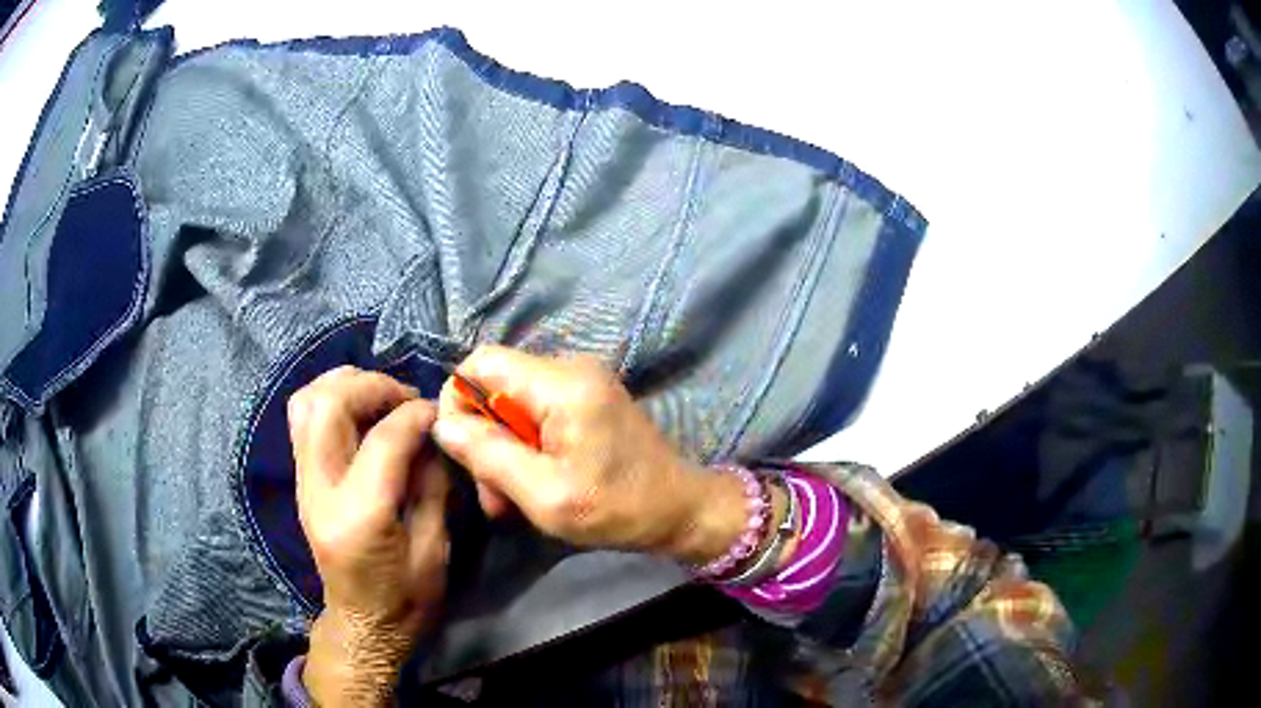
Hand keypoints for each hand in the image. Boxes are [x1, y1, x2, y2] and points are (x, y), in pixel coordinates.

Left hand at [288, 367, 449, 706]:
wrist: (363, 625)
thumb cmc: (407, 599)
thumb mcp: (435, 550)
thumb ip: (432, 486)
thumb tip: (432, 433)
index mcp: (359, 517)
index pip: (382, 439)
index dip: (416, 414)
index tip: (439, 412)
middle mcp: (320, 491)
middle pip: (329, 405)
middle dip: (373, 386)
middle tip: (406, 397)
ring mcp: (303, 483)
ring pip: (306, 402)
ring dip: (345, 385)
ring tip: (380, 397)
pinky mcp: (301, 481)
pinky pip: (302, 419)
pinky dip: (330, 399)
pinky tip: (359, 411)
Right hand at [431, 346, 750, 564]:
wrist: (681, 510)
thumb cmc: (618, 509)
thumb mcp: (545, 495)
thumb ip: (489, 456)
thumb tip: (442, 425)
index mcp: (562, 383)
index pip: (481, 362)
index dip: (457, 401)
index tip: (464, 453)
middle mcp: (571, 368)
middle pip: (495, 385)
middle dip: (484, 439)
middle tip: (495, 495)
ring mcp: (582, 382)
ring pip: (512, 403)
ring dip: (504, 450)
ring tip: (514, 499)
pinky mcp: (588, 399)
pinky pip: (536, 412)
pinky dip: (526, 447)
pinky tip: (536, 484)